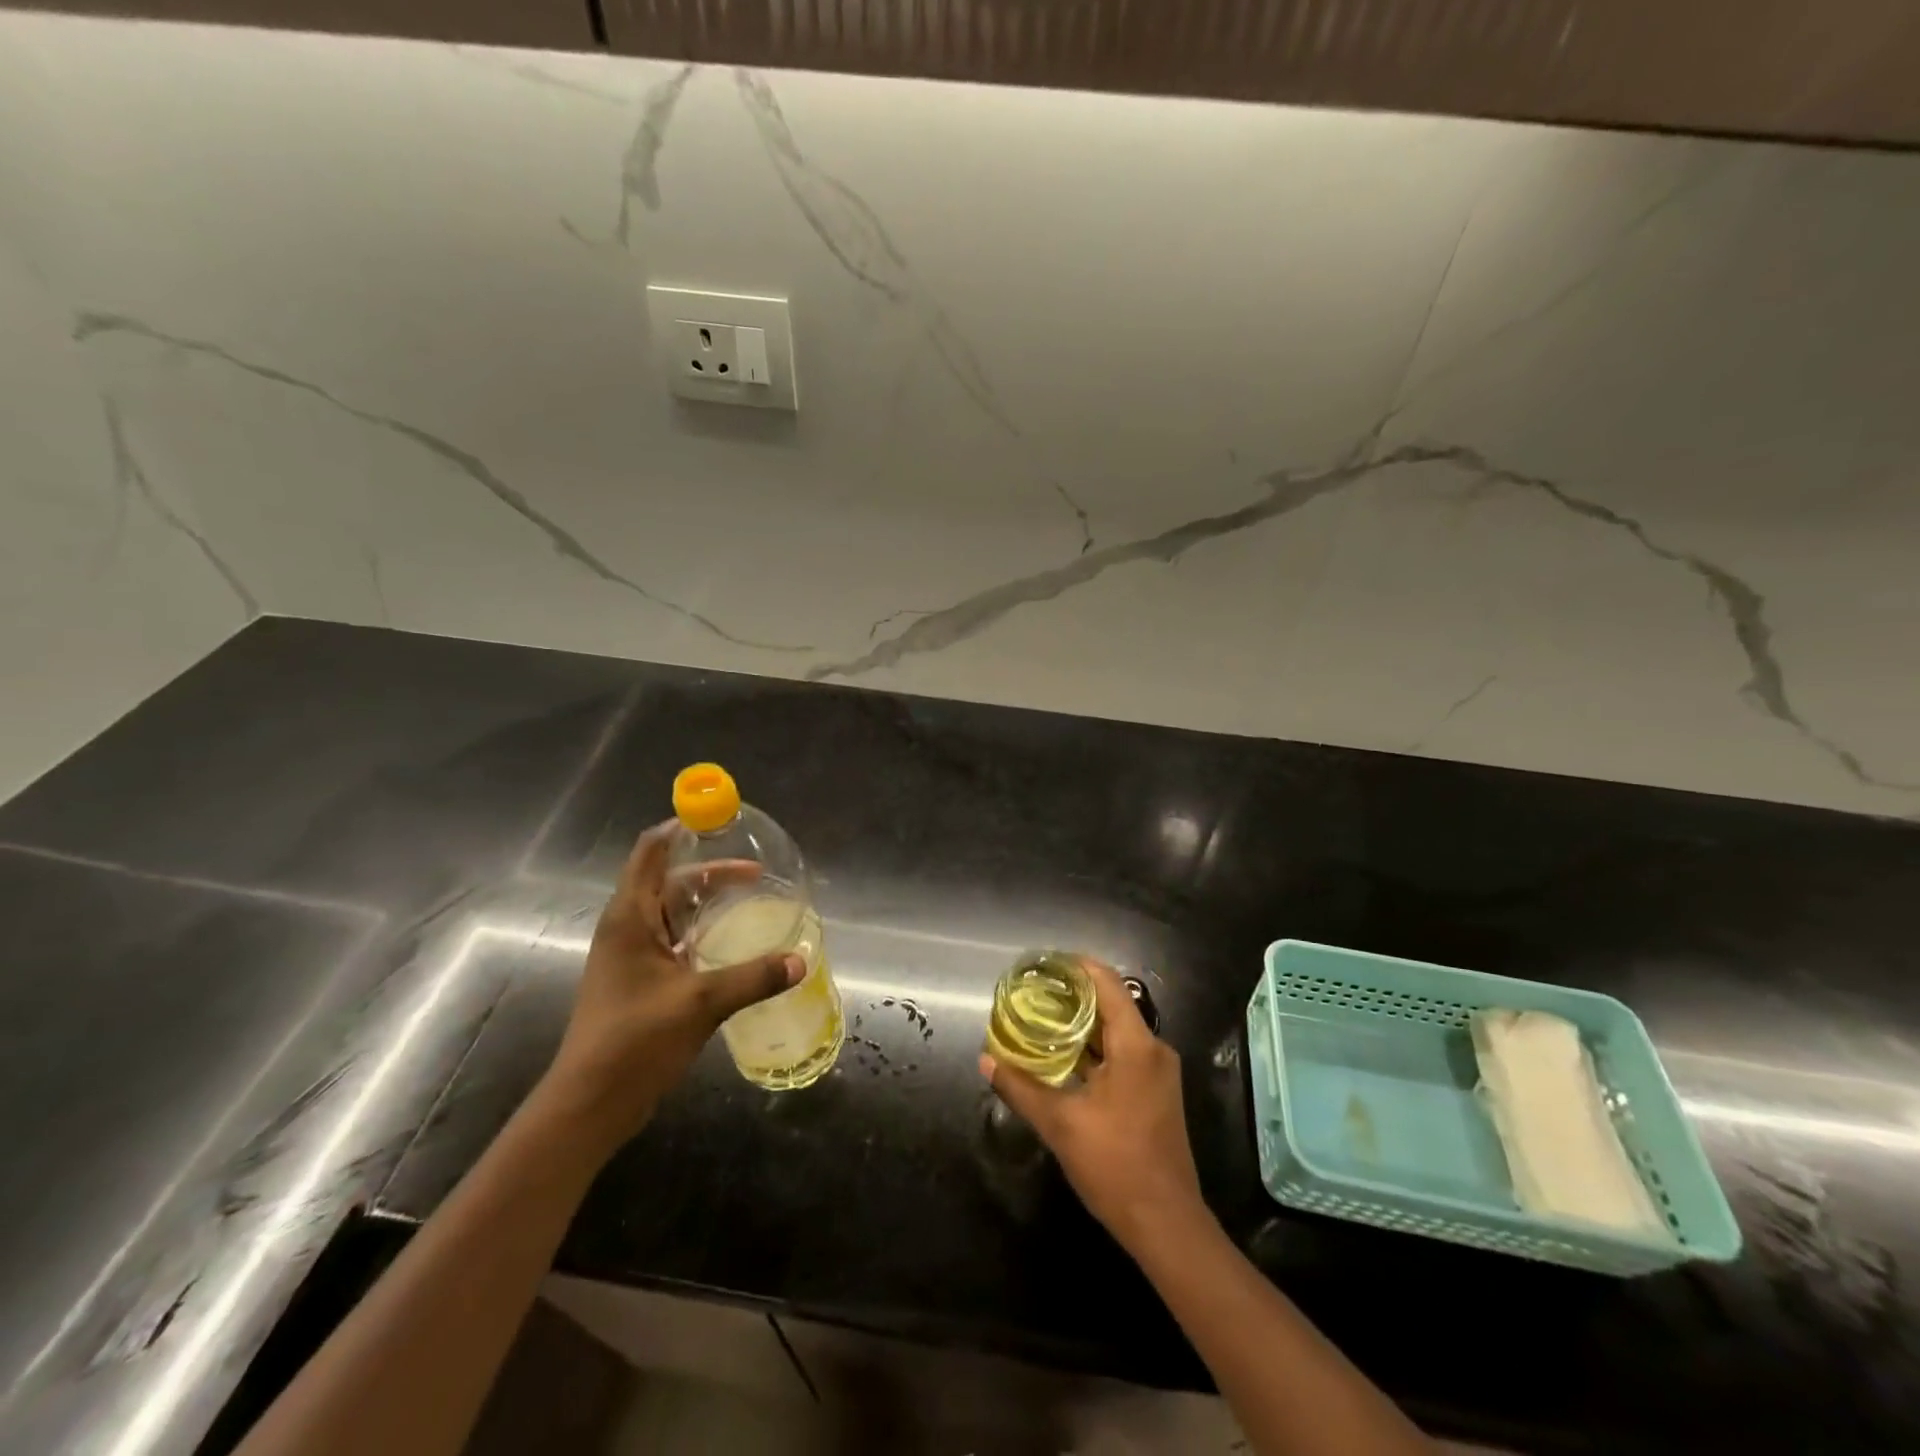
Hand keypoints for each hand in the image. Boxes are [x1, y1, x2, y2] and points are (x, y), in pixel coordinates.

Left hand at [540, 822, 800, 1152]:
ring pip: (674, 910)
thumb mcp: (700, 1003)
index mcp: (631, 917)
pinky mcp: (641, 979)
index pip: (651, 851)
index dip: (681, 828)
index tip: (719, 819)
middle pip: (669, 879)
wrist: (590, 1103)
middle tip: (757, 868)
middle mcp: (629, 927)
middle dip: (710, 868)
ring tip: (751, 896)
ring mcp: (633, 954)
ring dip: (708, 900)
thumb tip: (801, 959)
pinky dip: (703, 928)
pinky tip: (732, 940)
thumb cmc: (634, 1042)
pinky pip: (676, 937)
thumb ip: (753, 977)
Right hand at [980, 957, 1203, 1253]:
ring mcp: (1158, 1072)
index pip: (1107, 984)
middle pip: (1111, 1004)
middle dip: (1072, 996)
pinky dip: (1094, 1048)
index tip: (1044, 963)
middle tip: (1033, 992)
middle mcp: (1153, 1049)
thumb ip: (1021, 1086)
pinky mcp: (1156, 1092)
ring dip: (1082, 1024)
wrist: (1166, 1224)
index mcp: (1136, 1046)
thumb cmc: (1115, 1166)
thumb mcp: (1060, 1124)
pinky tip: (1064, 1057)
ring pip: (1116, 1031)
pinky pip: (1123, 1053)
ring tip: (1041, 1019)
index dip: (1076, 966)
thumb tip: (986, 1059)